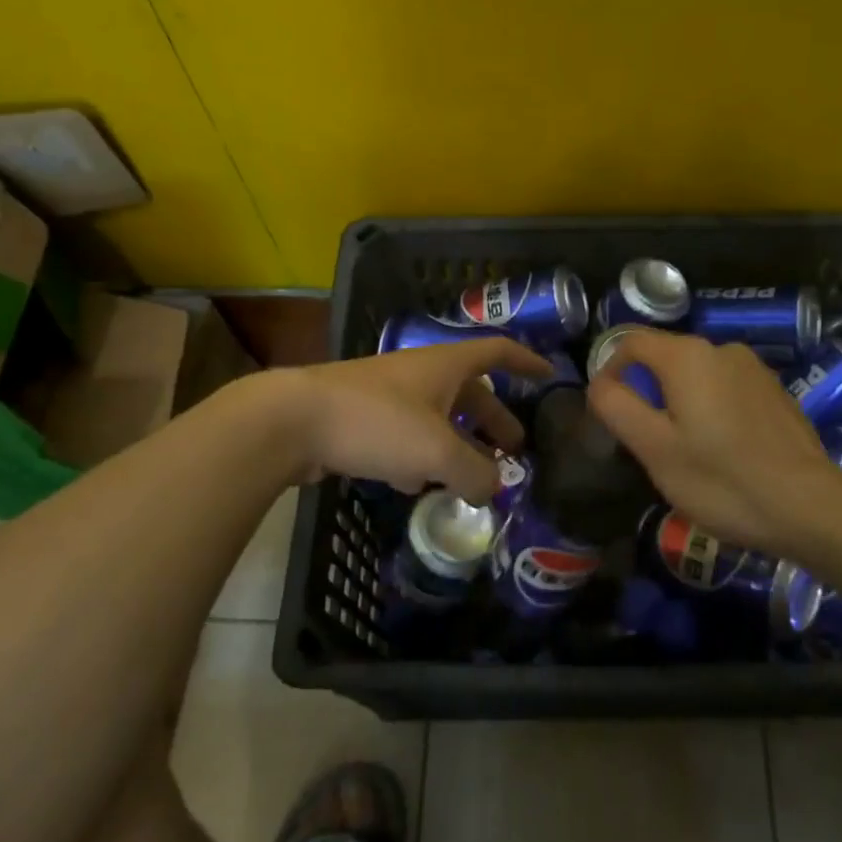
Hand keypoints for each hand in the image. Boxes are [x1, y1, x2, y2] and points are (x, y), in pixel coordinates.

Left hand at [280, 337, 553, 503]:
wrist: (292, 420)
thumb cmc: (376, 423)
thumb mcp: (437, 451)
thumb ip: (475, 473)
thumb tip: (494, 488)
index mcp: (445, 365)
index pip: (498, 352)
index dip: (526, 362)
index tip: (549, 377)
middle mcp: (420, 374)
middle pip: (469, 392)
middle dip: (494, 420)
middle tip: (514, 450)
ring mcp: (388, 395)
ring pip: (436, 418)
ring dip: (457, 444)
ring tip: (471, 478)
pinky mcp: (361, 419)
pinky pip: (405, 436)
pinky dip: (420, 457)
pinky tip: (415, 486)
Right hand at [587, 329, 837, 553]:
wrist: (809, 506)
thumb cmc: (721, 479)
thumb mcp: (654, 448)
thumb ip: (617, 406)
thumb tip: (600, 383)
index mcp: (688, 356)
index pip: (631, 342)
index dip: (610, 370)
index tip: (608, 411)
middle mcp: (722, 349)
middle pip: (666, 357)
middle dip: (647, 391)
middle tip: (646, 440)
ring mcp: (754, 368)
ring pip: (698, 375)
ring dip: (681, 402)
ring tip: (686, 450)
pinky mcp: (776, 391)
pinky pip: (728, 389)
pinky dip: (713, 409)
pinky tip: (723, 450)